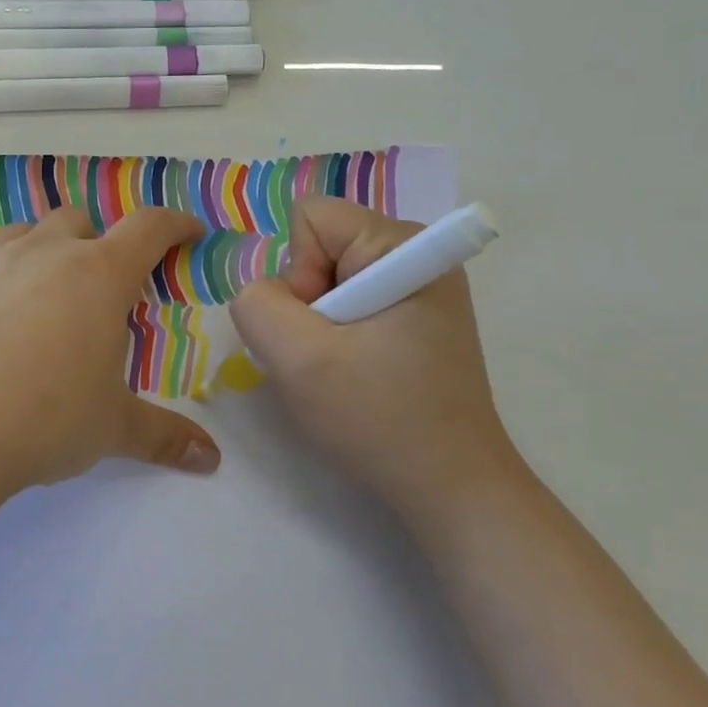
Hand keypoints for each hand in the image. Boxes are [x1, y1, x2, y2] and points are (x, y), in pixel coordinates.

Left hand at [0, 204, 221, 499]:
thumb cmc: (46, 420)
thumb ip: (164, 436)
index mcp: (98, 275)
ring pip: (21, 232)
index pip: (148, 228)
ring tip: (38, 291)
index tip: (189, 232)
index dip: (174, 225)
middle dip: (95, 241)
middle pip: (77, 220)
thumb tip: (211, 460)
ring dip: (38, 250)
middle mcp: (43, 252)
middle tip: (97, 282)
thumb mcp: (113, 429)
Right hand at [229, 198, 523, 518]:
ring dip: (317, 329)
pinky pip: (348, 307)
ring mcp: (420, 289)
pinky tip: (355, 379)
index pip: (311, 218)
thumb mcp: (297, 358)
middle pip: (319, 249)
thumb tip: (262, 295)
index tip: (321, 328)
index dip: (298, 272)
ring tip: (341, 373)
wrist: (450, 488)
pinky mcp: (416, 320)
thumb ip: (256, 305)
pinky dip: (336, 341)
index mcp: (402, 246)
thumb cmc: (378, 418)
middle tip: (329, 358)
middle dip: (306, 303)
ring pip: (327, 282)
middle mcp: (417, 256)